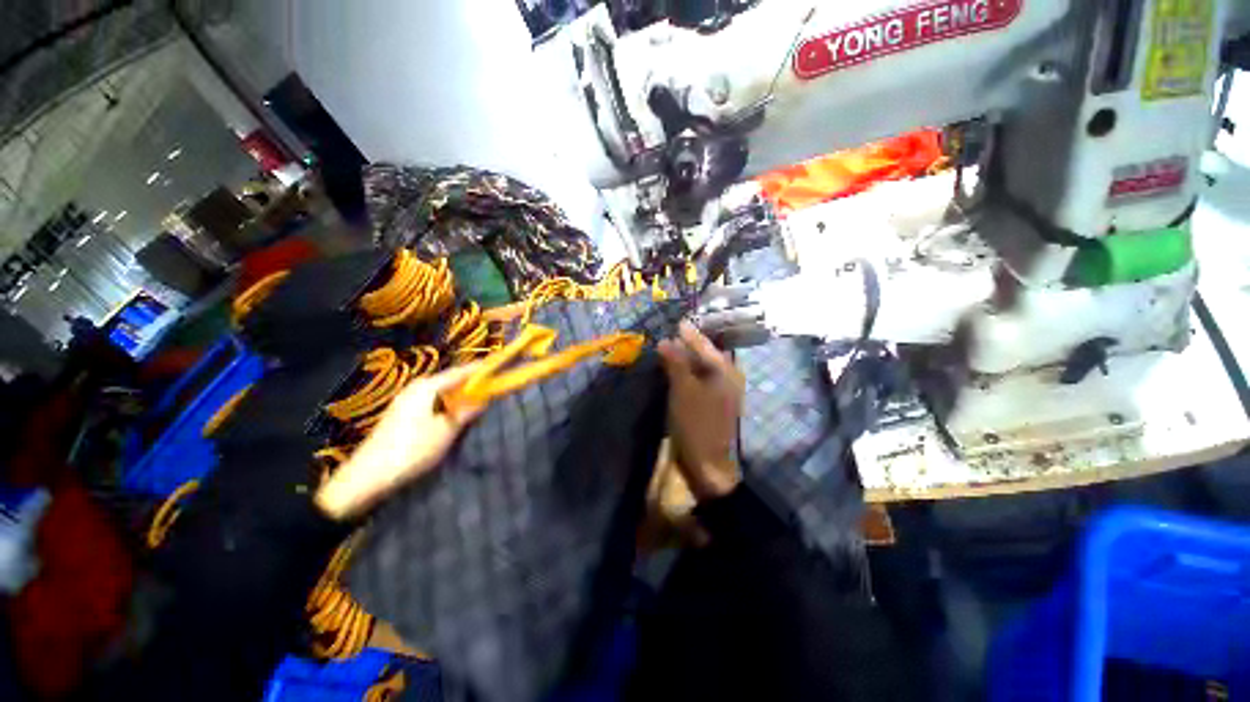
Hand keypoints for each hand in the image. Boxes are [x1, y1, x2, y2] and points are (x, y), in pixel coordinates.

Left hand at [315, 364, 482, 519]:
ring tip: (476, 399)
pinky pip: (431, 399)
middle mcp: (416, 387)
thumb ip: (467, 411)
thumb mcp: (446, 430)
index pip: (460, 372)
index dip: (480, 369)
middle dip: (470, 382)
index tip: (498, 366)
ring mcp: (406, 399)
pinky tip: (453, 413)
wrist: (368, 476)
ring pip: (440, 390)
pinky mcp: (401, 413)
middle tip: (491, 386)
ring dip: (458, 394)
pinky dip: (446, 402)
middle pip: (449, 379)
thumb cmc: (412, 449)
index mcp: (428, 387)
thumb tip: (484, 398)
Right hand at [657, 320, 744, 500]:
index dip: (690, 334)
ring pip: (702, 370)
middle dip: (688, 346)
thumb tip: (665, 340)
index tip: (677, 322)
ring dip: (686, 360)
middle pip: (705, 356)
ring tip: (669, 350)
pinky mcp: (712, 405)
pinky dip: (687, 375)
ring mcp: (721, 394)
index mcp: (724, 373)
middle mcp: (726, 379)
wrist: (707, 464)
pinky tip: (675, 373)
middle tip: (671, 335)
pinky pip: (699, 382)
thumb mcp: (683, 390)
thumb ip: (676, 363)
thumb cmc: (696, 423)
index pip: (705, 346)